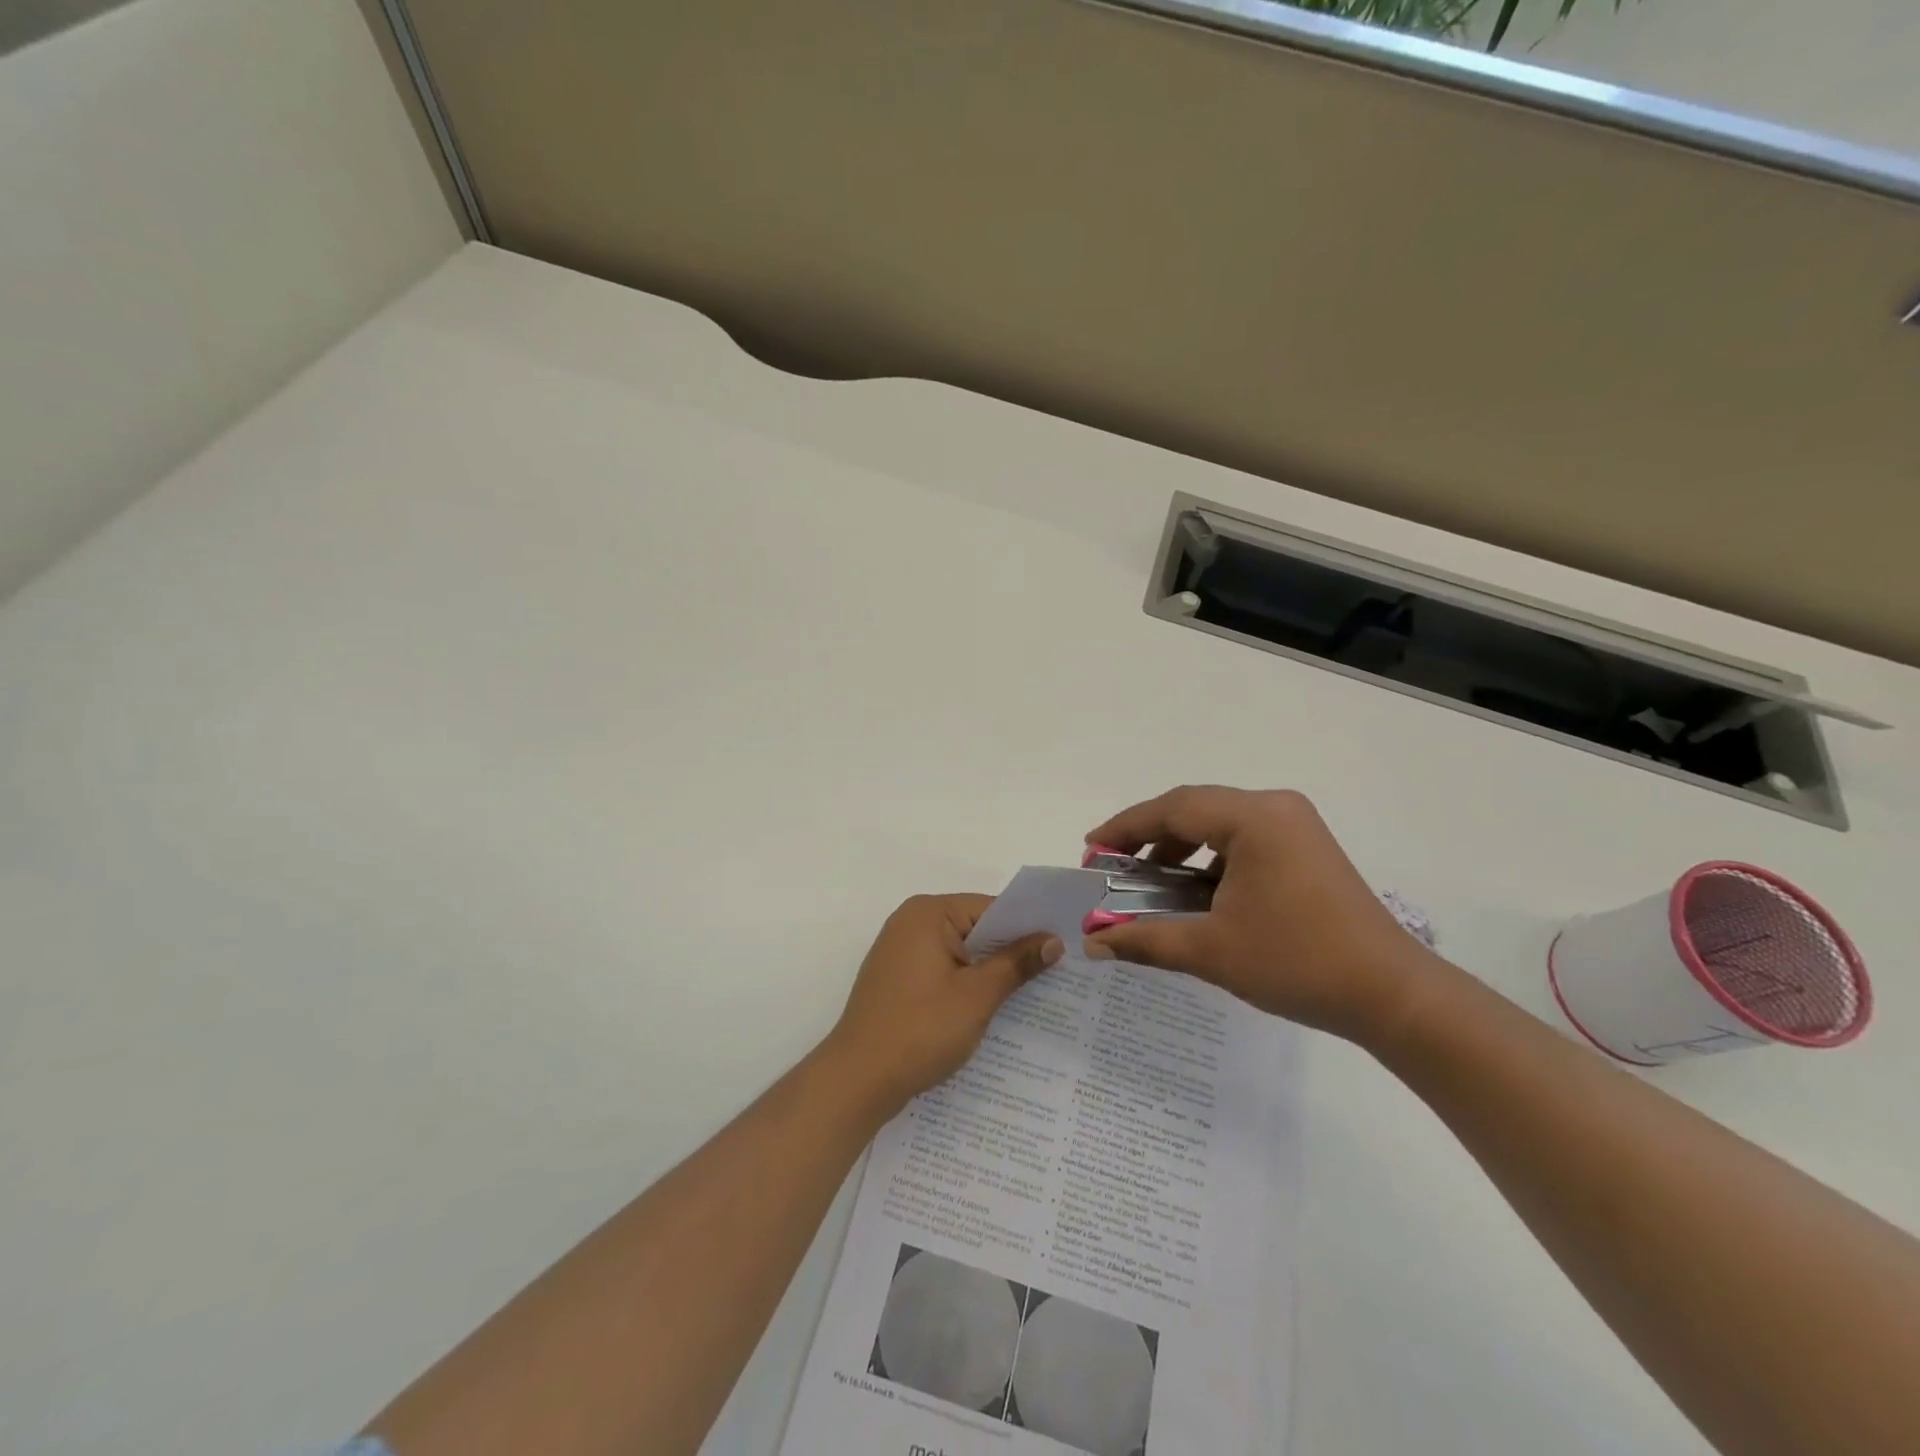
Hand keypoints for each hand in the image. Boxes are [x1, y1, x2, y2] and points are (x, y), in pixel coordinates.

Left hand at [822, 894, 1061, 1113]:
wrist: (857, 1081)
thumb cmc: (920, 1030)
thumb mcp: (977, 996)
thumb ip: (1016, 963)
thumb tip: (1052, 940)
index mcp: (928, 913)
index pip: (991, 908)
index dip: (1028, 928)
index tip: (1063, 946)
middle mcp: (911, 923)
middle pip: (975, 928)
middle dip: (1011, 951)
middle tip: (1058, 971)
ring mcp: (901, 952)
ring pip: (961, 953)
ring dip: (990, 972)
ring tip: (1035, 993)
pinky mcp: (898, 980)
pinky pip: (943, 971)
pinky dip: (967, 986)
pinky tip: (994, 1009)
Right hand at [1082, 786, 1444, 1043]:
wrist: (1391, 995)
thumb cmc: (1298, 964)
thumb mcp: (1212, 951)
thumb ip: (1145, 940)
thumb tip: (1091, 944)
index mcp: (1255, 818)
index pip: (1173, 809)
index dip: (1125, 827)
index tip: (1091, 849)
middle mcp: (1275, 807)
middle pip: (1194, 808)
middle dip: (1148, 835)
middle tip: (1113, 865)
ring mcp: (1296, 825)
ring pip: (1218, 821)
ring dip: (1179, 845)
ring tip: (1148, 878)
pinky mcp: (1306, 847)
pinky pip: (1242, 837)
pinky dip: (1210, 857)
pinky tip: (1194, 888)